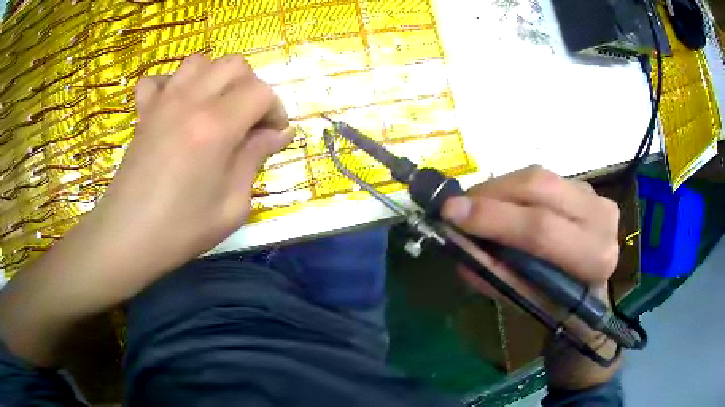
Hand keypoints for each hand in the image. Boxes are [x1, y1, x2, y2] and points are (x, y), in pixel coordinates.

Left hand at [92, 54, 291, 293]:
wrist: (127, 238)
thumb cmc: (180, 229)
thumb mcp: (232, 206)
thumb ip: (255, 159)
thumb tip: (278, 133)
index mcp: (216, 126)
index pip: (261, 92)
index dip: (275, 111)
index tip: (273, 136)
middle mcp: (190, 102)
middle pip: (234, 65)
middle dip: (250, 87)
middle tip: (247, 121)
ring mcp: (163, 102)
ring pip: (199, 62)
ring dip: (215, 78)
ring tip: (214, 108)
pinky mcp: (143, 112)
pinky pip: (158, 79)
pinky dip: (172, 85)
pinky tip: (175, 107)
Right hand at [442, 165, 620, 387]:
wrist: (589, 290)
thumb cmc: (560, 306)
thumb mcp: (527, 301)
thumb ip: (494, 274)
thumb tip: (457, 245)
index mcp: (594, 257)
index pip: (542, 229)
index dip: (494, 219)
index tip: (451, 214)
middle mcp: (601, 217)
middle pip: (539, 187)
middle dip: (490, 195)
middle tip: (457, 207)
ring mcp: (594, 195)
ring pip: (537, 176)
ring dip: (497, 189)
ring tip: (474, 207)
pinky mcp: (583, 186)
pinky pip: (540, 177)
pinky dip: (511, 188)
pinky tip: (498, 204)